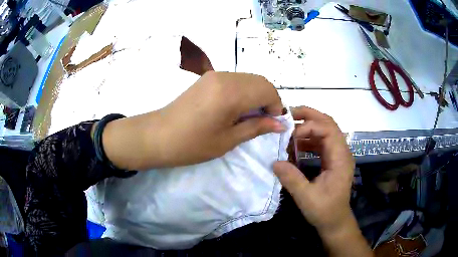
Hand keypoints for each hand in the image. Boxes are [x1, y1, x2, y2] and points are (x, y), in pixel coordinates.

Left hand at [102, 72, 284, 169]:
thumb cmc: (192, 144)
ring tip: (248, 117)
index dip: (276, 106)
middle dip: (268, 100)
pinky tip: (235, 108)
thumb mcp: (228, 140)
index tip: (272, 124)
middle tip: (262, 121)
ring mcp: (215, 75)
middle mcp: (225, 76)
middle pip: (260, 81)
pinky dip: (243, 92)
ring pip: (248, 79)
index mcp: (232, 92)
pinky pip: (235, 80)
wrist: (157, 136)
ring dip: (256, 95)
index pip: (268, 90)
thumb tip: (280, 124)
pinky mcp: (207, 78)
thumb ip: (256, 127)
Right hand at [273, 106, 354, 235]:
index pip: (328, 130)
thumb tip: (274, 162)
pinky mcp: (333, 160)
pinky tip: (296, 144)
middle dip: (309, 116)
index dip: (309, 127)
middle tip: (289, 114)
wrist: (335, 221)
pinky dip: (309, 139)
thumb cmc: (324, 211)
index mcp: (340, 159)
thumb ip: (292, 179)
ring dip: (308, 127)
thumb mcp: (306, 198)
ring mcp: (338, 155)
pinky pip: (322, 142)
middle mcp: (342, 152)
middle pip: (329, 124)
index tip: (290, 135)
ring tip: (290, 128)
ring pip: (325, 131)